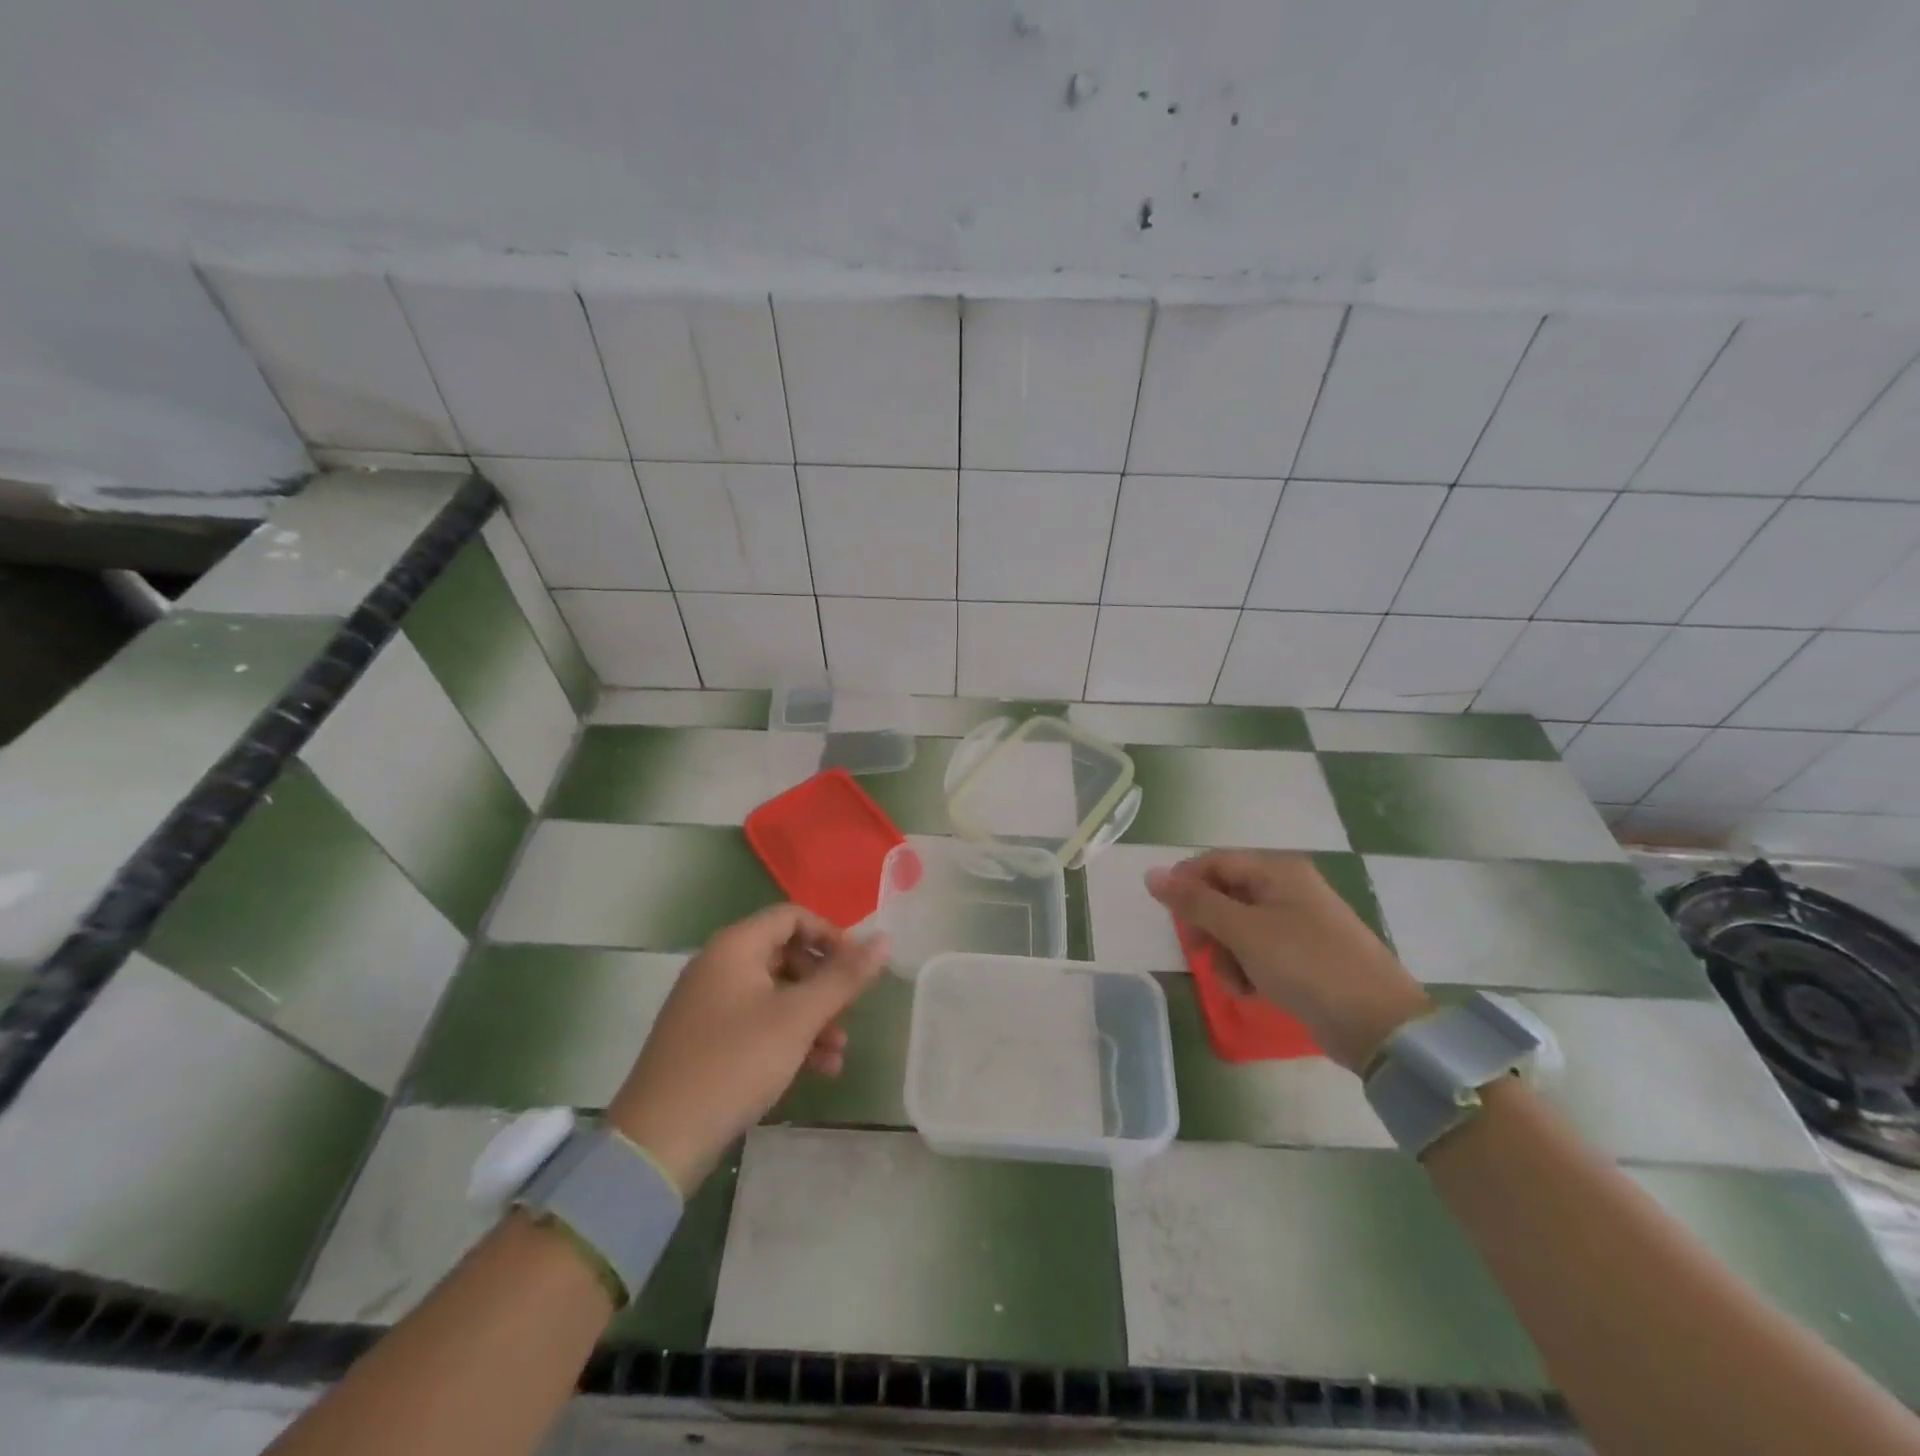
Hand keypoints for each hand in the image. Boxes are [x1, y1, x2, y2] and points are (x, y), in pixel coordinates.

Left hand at [605, 905, 887, 1190]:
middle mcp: (718, 966)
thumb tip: (884, 940)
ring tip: (839, 1051)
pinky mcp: (705, 1040)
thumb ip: (843, 978)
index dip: (830, 935)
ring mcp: (708, 1004)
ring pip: (775, 994)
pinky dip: (788, 1037)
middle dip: (824, 983)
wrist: (658, 1141)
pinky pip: (757, 1022)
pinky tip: (818, 1070)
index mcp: (735, 947)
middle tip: (849, 1010)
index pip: (792, 916)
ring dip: (812, 1016)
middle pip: (785, 954)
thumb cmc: (734, 1064)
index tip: (857, 967)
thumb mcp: (797, 1019)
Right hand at [1146, 851, 1430, 1072]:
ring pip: (1236, 928)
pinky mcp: (1302, 955)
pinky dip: (1247, 969)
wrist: (1378, 1025)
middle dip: (1207, 927)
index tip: (1171, 919)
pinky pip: (1257, 951)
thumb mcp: (1244, 931)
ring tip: (1235, 982)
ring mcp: (1296, 923)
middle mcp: (1286, 889)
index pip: (1214, 862)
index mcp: (1278, 871)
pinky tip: (1252, 991)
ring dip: (1225, 954)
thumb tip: (1152, 874)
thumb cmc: (1307, 965)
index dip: (1186, 885)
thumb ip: (1196, 902)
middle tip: (1198, 954)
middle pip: (1223, 895)